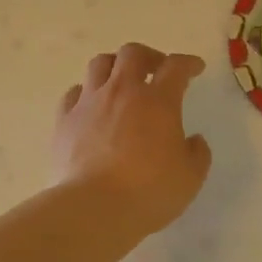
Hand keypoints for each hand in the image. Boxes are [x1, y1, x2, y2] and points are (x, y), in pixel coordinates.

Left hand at [54, 43, 212, 236]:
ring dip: (114, 66)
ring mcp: (89, 103)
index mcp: (158, 101)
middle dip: (149, 56)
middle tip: (157, 70)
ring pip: (99, 64)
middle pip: (132, 53)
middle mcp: (122, 91)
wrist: (93, 208)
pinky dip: (86, 93)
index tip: (195, 67)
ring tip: (121, 81)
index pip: (176, 67)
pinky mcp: (64, 120)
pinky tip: (91, 106)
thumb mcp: (190, 177)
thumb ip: (197, 153)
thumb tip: (193, 140)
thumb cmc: (149, 191)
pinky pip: (74, 93)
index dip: (188, 63)